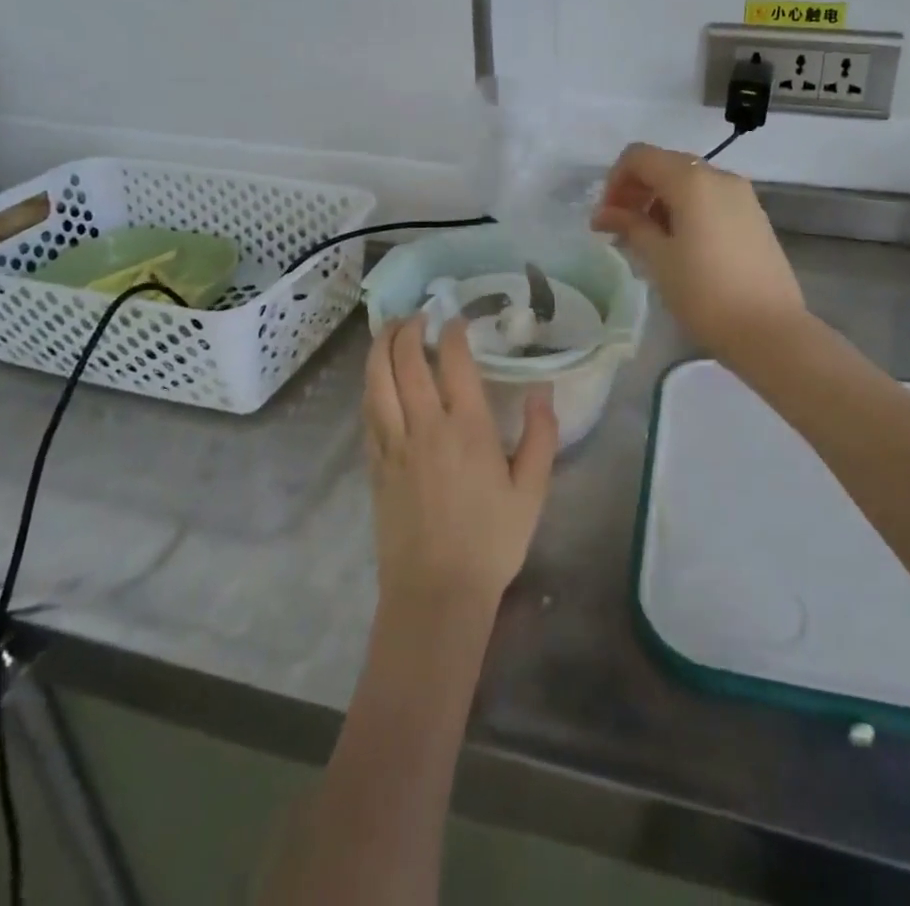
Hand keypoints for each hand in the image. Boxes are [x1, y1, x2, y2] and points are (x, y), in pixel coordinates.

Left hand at [362, 319, 557, 623]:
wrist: (437, 593)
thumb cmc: (492, 541)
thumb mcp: (533, 490)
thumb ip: (541, 435)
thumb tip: (542, 390)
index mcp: (467, 428)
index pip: (453, 361)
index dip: (452, 332)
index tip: (456, 320)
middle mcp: (426, 426)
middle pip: (406, 361)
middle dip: (409, 328)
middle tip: (418, 315)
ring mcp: (394, 444)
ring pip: (377, 381)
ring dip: (381, 348)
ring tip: (390, 330)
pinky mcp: (375, 465)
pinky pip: (368, 412)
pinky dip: (370, 384)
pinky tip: (376, 378)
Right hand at [591, 142, 806, 358]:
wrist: (770, 331)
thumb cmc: (705, 293)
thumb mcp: (658, 259)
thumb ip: (630, 226)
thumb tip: (604, 213)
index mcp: (692, 181)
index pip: (639, 156)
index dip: (615, 181)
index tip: (606, 217)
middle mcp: (719, 176)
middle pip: (665, 165)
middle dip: (636, 190)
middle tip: (620, 229)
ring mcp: (742, 195)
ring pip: (689, 183)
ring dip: (660, 201)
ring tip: (647, 241)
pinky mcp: (754, 216)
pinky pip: (710, 199)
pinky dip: (686, 210)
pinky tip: (680, 246)